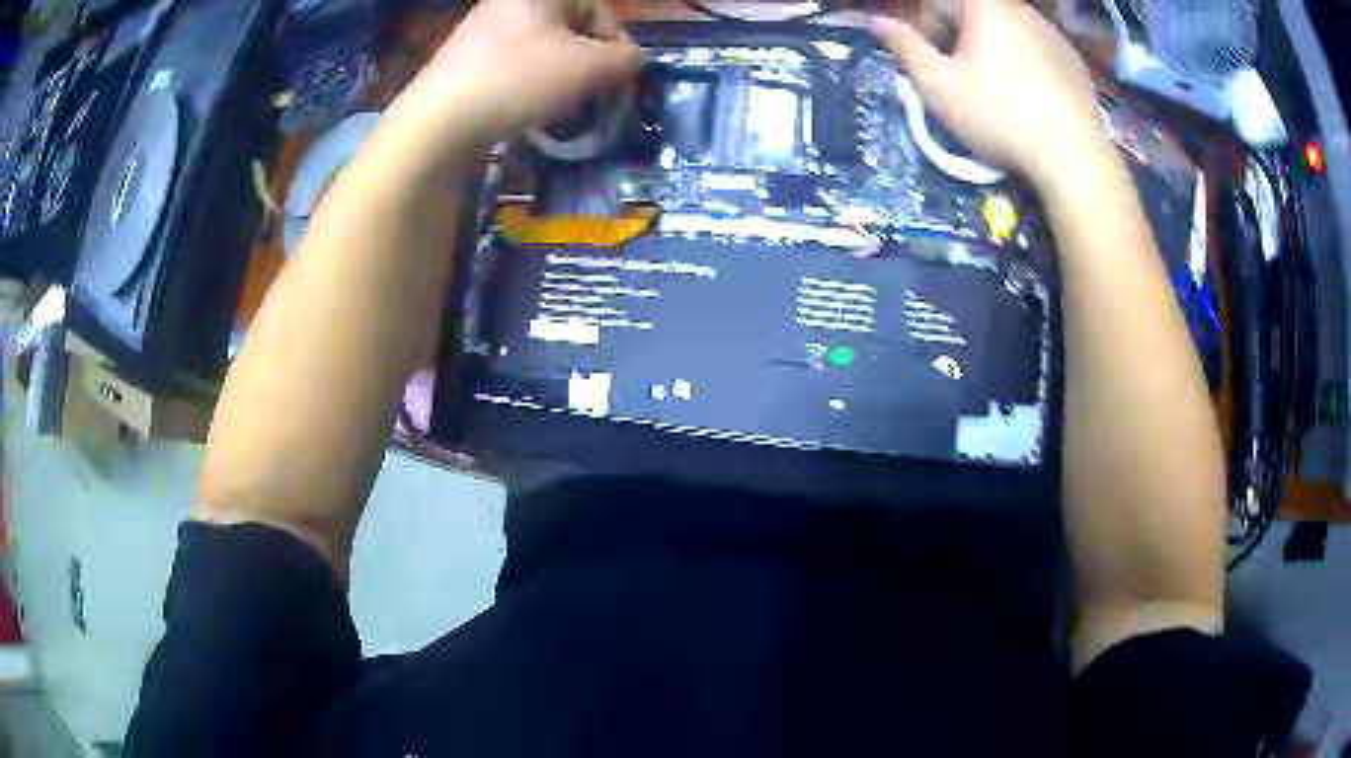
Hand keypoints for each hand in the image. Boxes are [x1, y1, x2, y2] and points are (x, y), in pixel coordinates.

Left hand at [414, 0, 641, 140]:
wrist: (436, 122)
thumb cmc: (518, 80)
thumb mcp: (587, 68)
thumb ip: (624, 59)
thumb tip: (633, 59)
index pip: (597, 8)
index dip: (616, 41)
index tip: (619, 76)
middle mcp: (508, 3)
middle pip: (568, 28)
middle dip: (587, 61)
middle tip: (592, 93)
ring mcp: (480, 30)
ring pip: (540, 48)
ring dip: (560, 75)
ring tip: (560, 105)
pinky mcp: (463, 60)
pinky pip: (512, 64)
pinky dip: (528, 83)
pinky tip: (526, 107)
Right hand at [874, 0, 1106, 188]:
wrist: (1074, 159)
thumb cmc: (999, 116)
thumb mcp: (938, 85)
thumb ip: (906, 47)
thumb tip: (879, 22)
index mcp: (985, 7)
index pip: (943, 3)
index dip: (927, 22)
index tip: (924, 48)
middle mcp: (1021, 10)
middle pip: (978, 12)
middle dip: (958, 33)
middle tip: (954, 69)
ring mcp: (1053, 35)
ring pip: (1010, 30)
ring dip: (993, 47)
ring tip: (993, 87)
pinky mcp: (1075, 62)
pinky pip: (1038, 50)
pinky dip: (1025, 63)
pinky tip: (1027, 97)